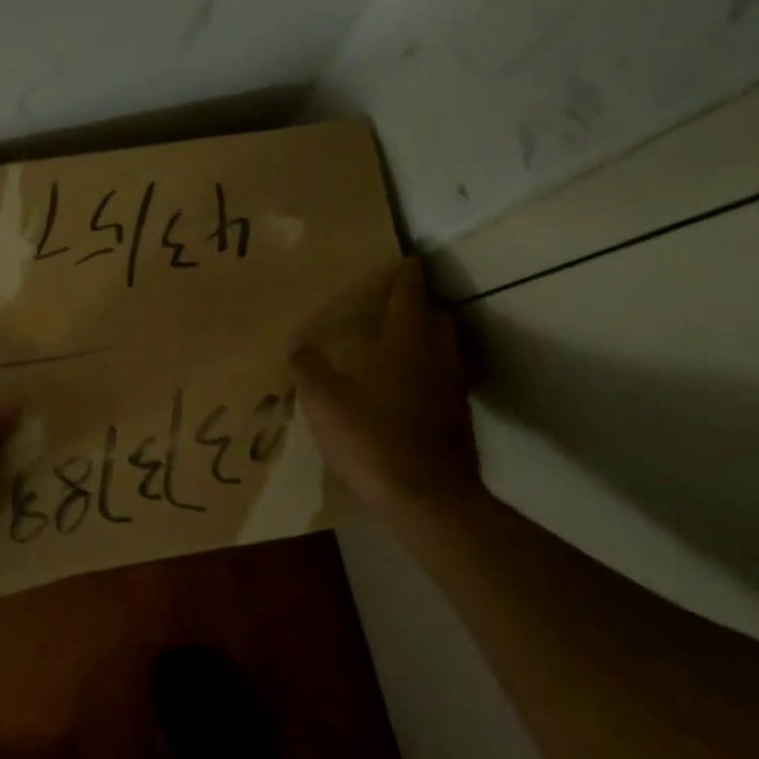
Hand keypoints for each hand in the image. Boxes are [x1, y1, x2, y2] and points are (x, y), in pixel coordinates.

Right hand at [289, 256, 485, 517]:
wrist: (427, 500)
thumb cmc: (373, 439)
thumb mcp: (324, 402)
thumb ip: (309, 368)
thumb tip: (299, 346)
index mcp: (407, 342)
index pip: (411, 293)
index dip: (406, 274)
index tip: (402, 259)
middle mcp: (438, 356)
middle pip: (437, 316)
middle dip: (419, 304)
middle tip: (392, 303)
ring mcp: (453, 388)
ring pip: (445, 347)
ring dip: (426, 336)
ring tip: (397, 342)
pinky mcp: (458, 417)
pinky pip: (444, 377)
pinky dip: (428, 369)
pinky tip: (404, 387)